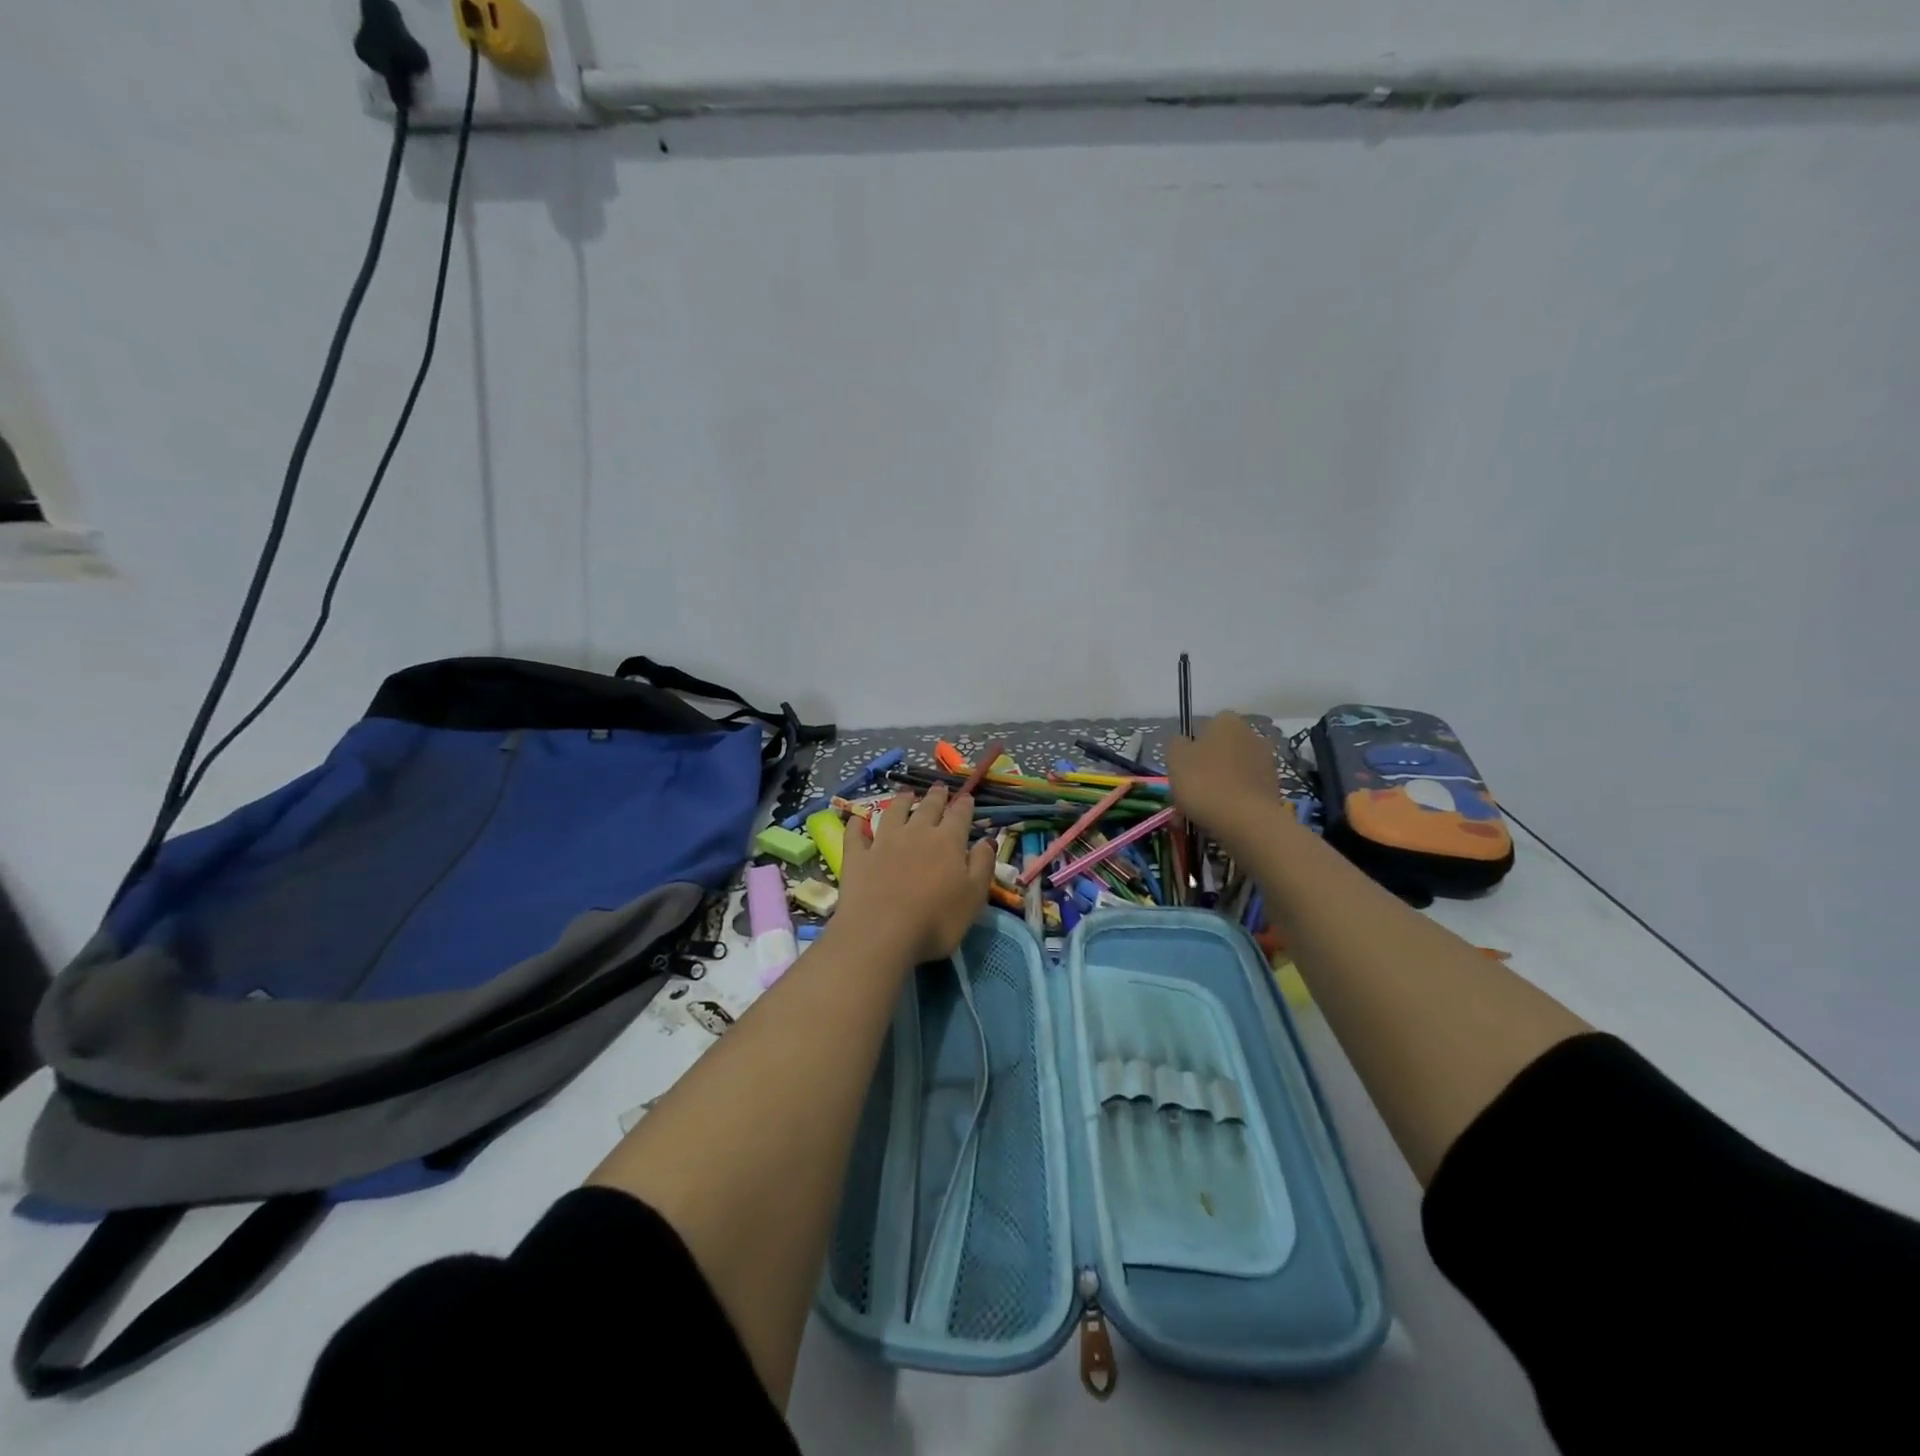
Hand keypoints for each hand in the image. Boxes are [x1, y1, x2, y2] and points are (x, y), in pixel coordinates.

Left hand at [835, 787, 994, 963]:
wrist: (882, 934)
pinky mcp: (857, 856)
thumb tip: (987, 839)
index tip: (967, 797)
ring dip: (901, 801)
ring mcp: (883, 842)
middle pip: (928, 807)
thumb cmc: (937, 921)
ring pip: (894, 812)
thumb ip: (982, 864)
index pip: (959, 815)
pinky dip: (857, 825)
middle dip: (936, 796)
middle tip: (939, 787)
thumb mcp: (974, 897)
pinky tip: (856, 820)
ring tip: (906, 793)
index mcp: (948, 841)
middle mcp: (916, 833)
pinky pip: (856, 834)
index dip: (964, 805)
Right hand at [1166, 712, 1282, 842]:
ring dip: (1219, 785)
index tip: (1182, 768)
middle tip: (1189, 791)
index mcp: (1227, 721)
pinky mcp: (1274, 787)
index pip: (1206, 727)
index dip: (1192, 747)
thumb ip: (1176, 744)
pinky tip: (1220, 818)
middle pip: (1220, 750)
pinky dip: (1233, 800)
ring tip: (1201, 810)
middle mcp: (1252, 734)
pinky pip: (1245, 790)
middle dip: (1206, 767)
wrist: (1245, 820)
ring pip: (1232, 772)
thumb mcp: (1175, 758)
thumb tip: (1183, 743)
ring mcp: (1267, 761)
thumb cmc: (1204, 782)